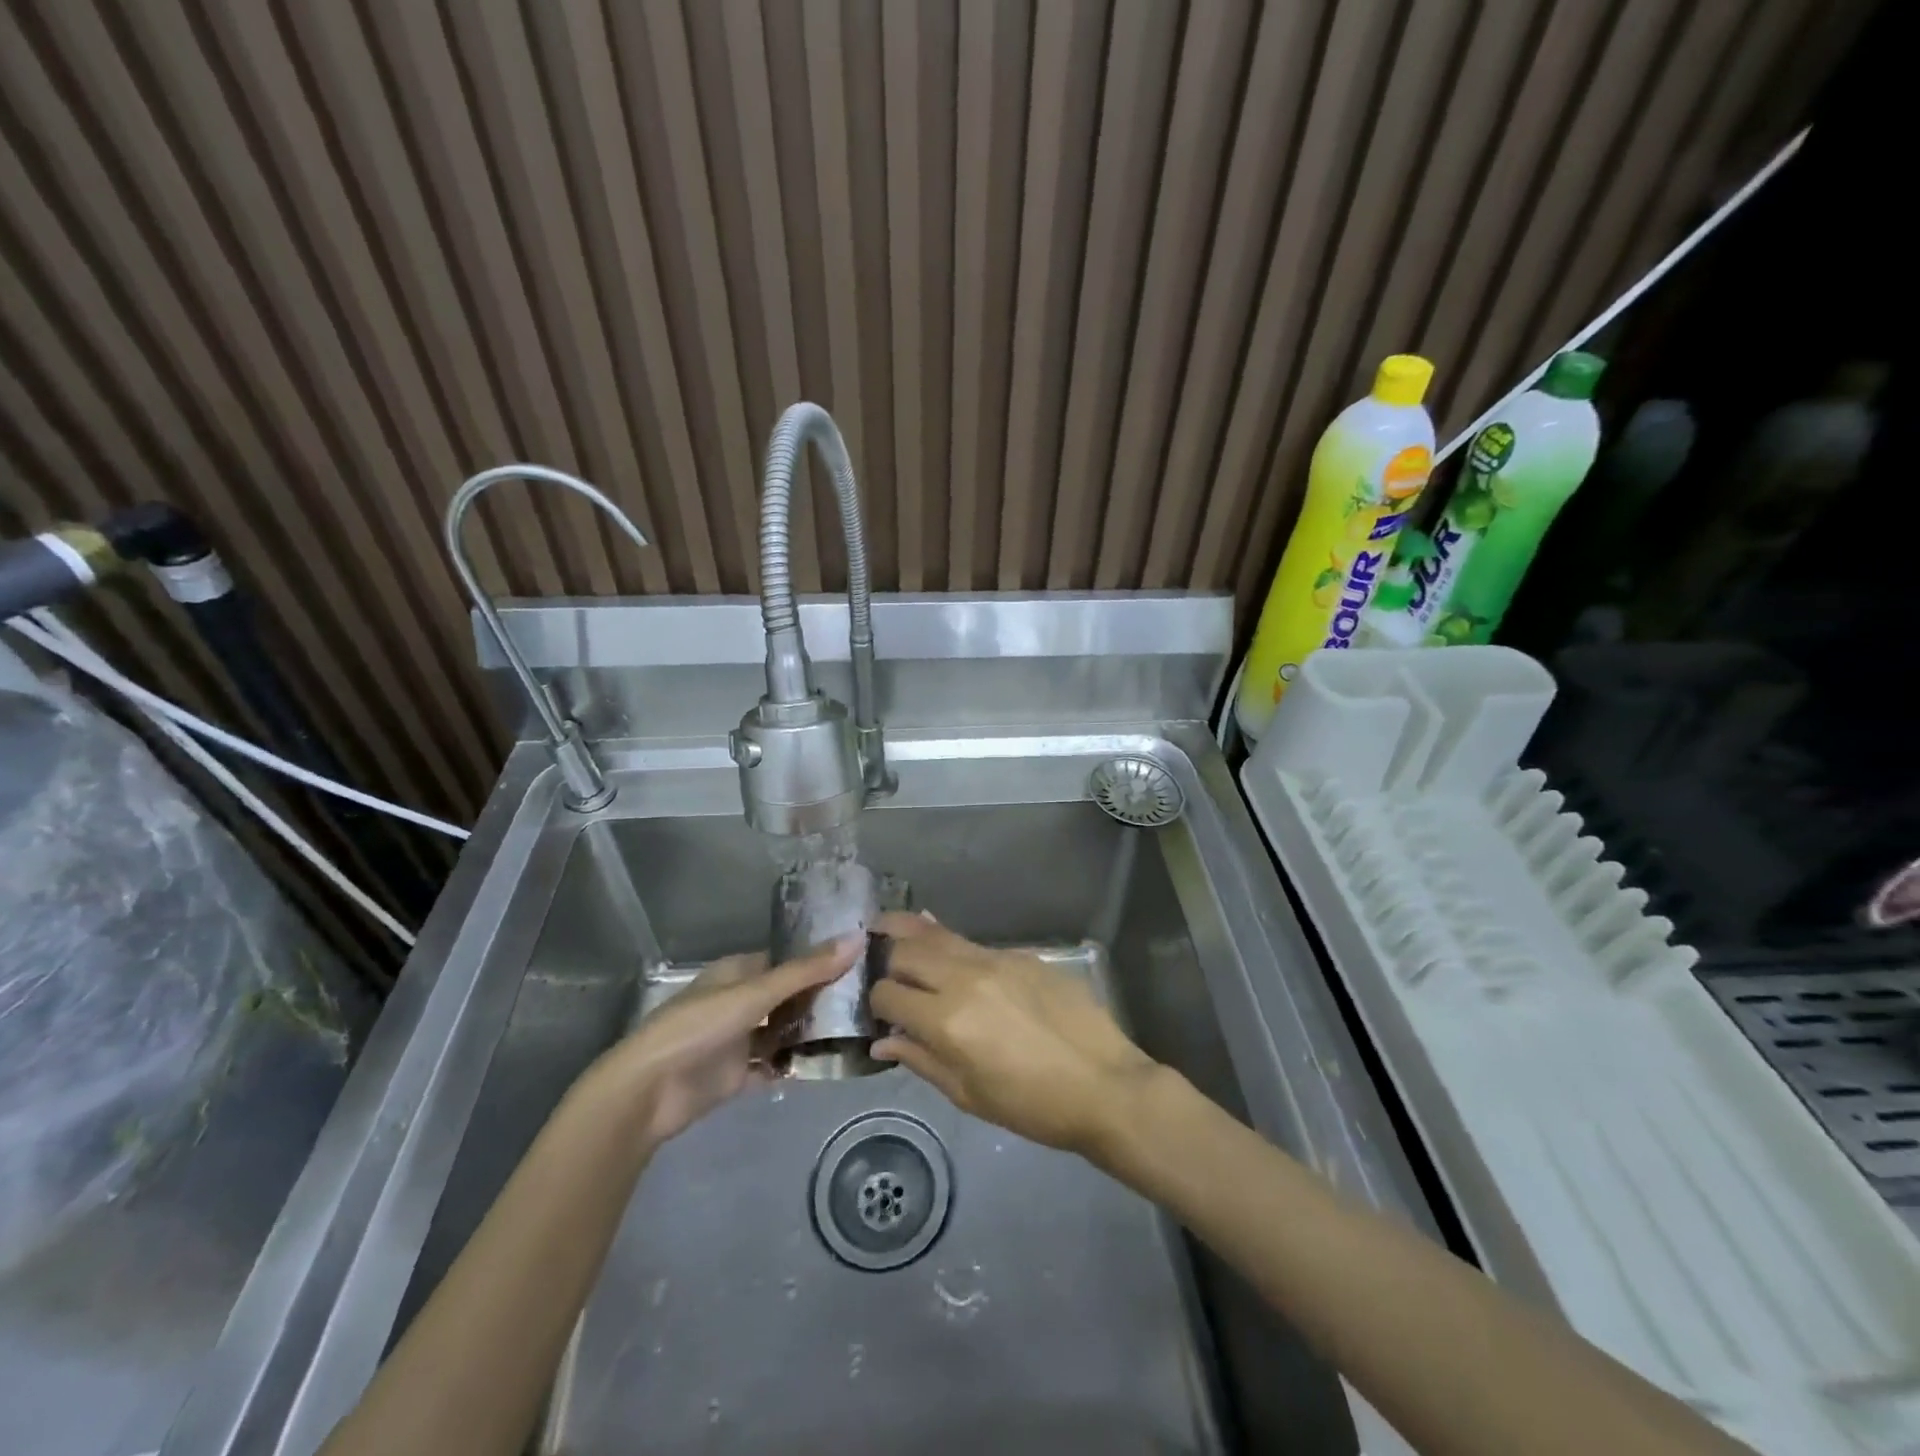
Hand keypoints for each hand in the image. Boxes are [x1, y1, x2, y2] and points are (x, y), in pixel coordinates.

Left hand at [590, 935, 861, 1148]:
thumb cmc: (699, 1027)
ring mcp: (740, 1039)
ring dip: (813, 1032)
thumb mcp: (756, 993)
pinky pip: (776, 1066)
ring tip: (860, 1031)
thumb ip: (807, 970)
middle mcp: (741, 1001)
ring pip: (785, 1031)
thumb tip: (858, 938)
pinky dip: (797, 1065)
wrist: (649, 1092)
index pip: (788, 959)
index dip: (821, 959)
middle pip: (789, 996)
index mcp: (739, 972)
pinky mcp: (739, 1074)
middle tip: (870, 999)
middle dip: (822, 998)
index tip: (862, 961)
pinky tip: (832, 1064)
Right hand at [870, 912, 1160, 1154]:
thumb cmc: (1033, 1105)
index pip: (888, 993)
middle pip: (906, 950)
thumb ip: (921, 1060)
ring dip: (910, 934)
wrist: (1104, 1084)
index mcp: (948, 1021)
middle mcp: (965, 978)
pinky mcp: (1021, 954)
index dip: (876, 1002)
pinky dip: (949, 943)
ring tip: (886, 926)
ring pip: (938, 934)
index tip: (880, 1011)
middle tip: (881, 968)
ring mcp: (996, 960)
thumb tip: (882, 1040)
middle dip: (886, 959)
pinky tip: (943, 946)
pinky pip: (973, 943)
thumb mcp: (969, 1095)